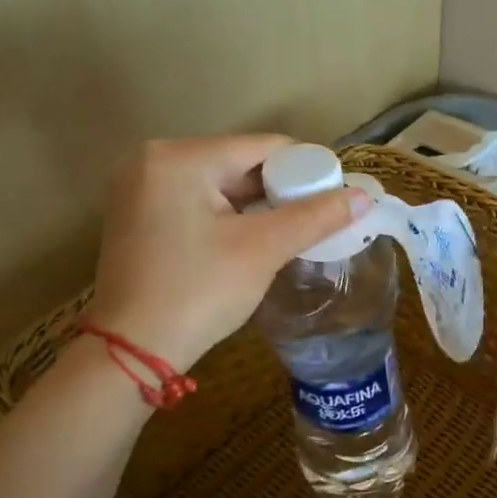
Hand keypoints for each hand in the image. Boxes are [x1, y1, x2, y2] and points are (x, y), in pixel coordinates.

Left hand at [89, 135, 369, 368]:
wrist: (132, 350)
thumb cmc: (198, 291)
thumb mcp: (262, 250)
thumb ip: (315, 217)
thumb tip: (364, 196)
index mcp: (180, 157)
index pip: (264, 147)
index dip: (308, 171)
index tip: (336, 201)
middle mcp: (154, 161)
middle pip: (241, 164)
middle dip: (282, 193)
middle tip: (317, 224)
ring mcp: (141, 190)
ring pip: (222, 186)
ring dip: (259, 209)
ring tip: (292, 236)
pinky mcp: (139, 218)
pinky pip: (199, 205)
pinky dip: (230, 219)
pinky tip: (253, 245)